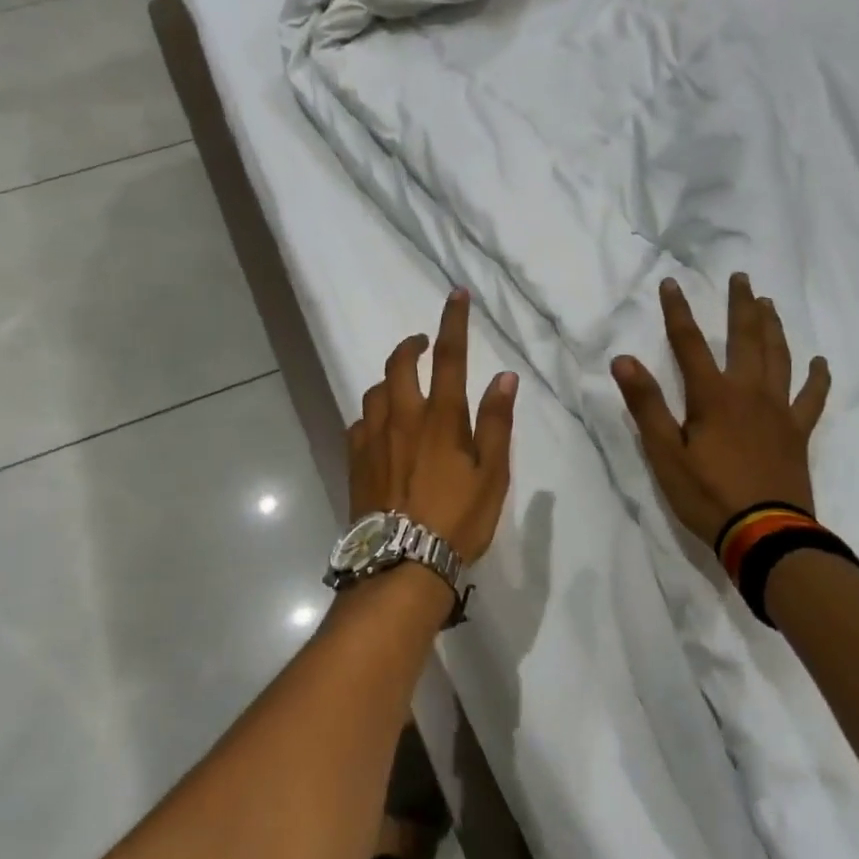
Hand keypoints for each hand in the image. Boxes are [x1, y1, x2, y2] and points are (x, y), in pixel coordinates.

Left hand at [348, 289, 517, 560]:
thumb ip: (496, 423)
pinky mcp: (355, 460)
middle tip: (422, 344)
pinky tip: (381, 430)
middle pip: (399, 364)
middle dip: (411, 345)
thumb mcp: (492, 475)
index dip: (453, 321)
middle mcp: (402, 418)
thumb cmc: (457, 520)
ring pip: (376, 391)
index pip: (449, 357)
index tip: (455, 294)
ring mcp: (372, 438)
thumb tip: (504, 377)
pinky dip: (373, 415)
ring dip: (391, 380)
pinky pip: (360, 423)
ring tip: (404, 389)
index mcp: (441, 418)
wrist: (401, 564)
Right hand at [612, 274, 829, 546]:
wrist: (765, 535)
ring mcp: (778, 411)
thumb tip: (623, 359)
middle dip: (740, 305)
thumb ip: (646, 404)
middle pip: (745, 338)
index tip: (670, 283)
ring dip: (773, 327)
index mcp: (712, 396)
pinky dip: (816, 378)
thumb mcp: (664, 453)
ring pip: (779, 357)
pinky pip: (811, 398)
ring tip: (769, 304)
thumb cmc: (706, 494)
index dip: (677, 311)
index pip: (688, 343)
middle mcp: (749, 392)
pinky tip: (819, 362)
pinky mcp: (797, 432)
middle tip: (741, 277)